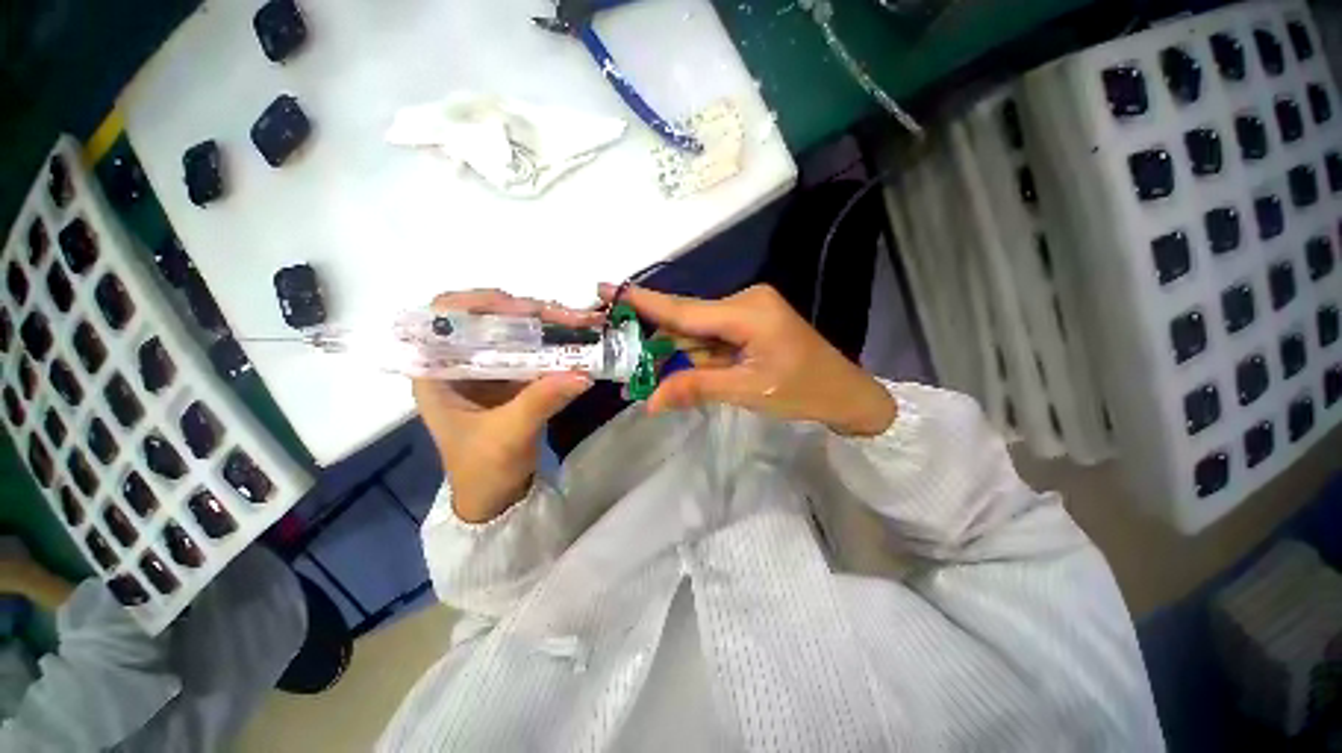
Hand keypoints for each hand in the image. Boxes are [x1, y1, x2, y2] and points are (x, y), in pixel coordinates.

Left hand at [413, 290, 597, 522]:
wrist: (496, 496)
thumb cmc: (484, 469)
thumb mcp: (508, 436)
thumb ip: (541, 401)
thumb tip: (582, 373)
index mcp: (437, 372)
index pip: (444, 317)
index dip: (479, 303)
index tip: (519, 308)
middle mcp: (460, 361)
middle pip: (489, 319)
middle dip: (529, 313)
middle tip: (568, 316)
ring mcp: (489, 368)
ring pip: (515, 332)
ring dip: (548, 325)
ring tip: (581, 322)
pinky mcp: (512, 377)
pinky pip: (533, 350)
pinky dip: (556, 344)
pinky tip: (579, 340)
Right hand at [602, 284, 896, 436]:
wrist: (845, 394)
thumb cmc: (804, 391)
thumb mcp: (747, 391)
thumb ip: (696, 388)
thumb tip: (650, 400)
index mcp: (746, 311)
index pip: (684, 309)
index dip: (643, 302)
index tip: (606, 289)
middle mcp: (743, 302)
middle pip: (688, 321)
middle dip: (656, 342)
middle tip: (622, 357)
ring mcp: (747, 312)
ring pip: (697, 332)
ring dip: (674, 353)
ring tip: (643, 372)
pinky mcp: (749, 325)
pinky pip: (711, 338)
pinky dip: (694, 355)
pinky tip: (675, 369)